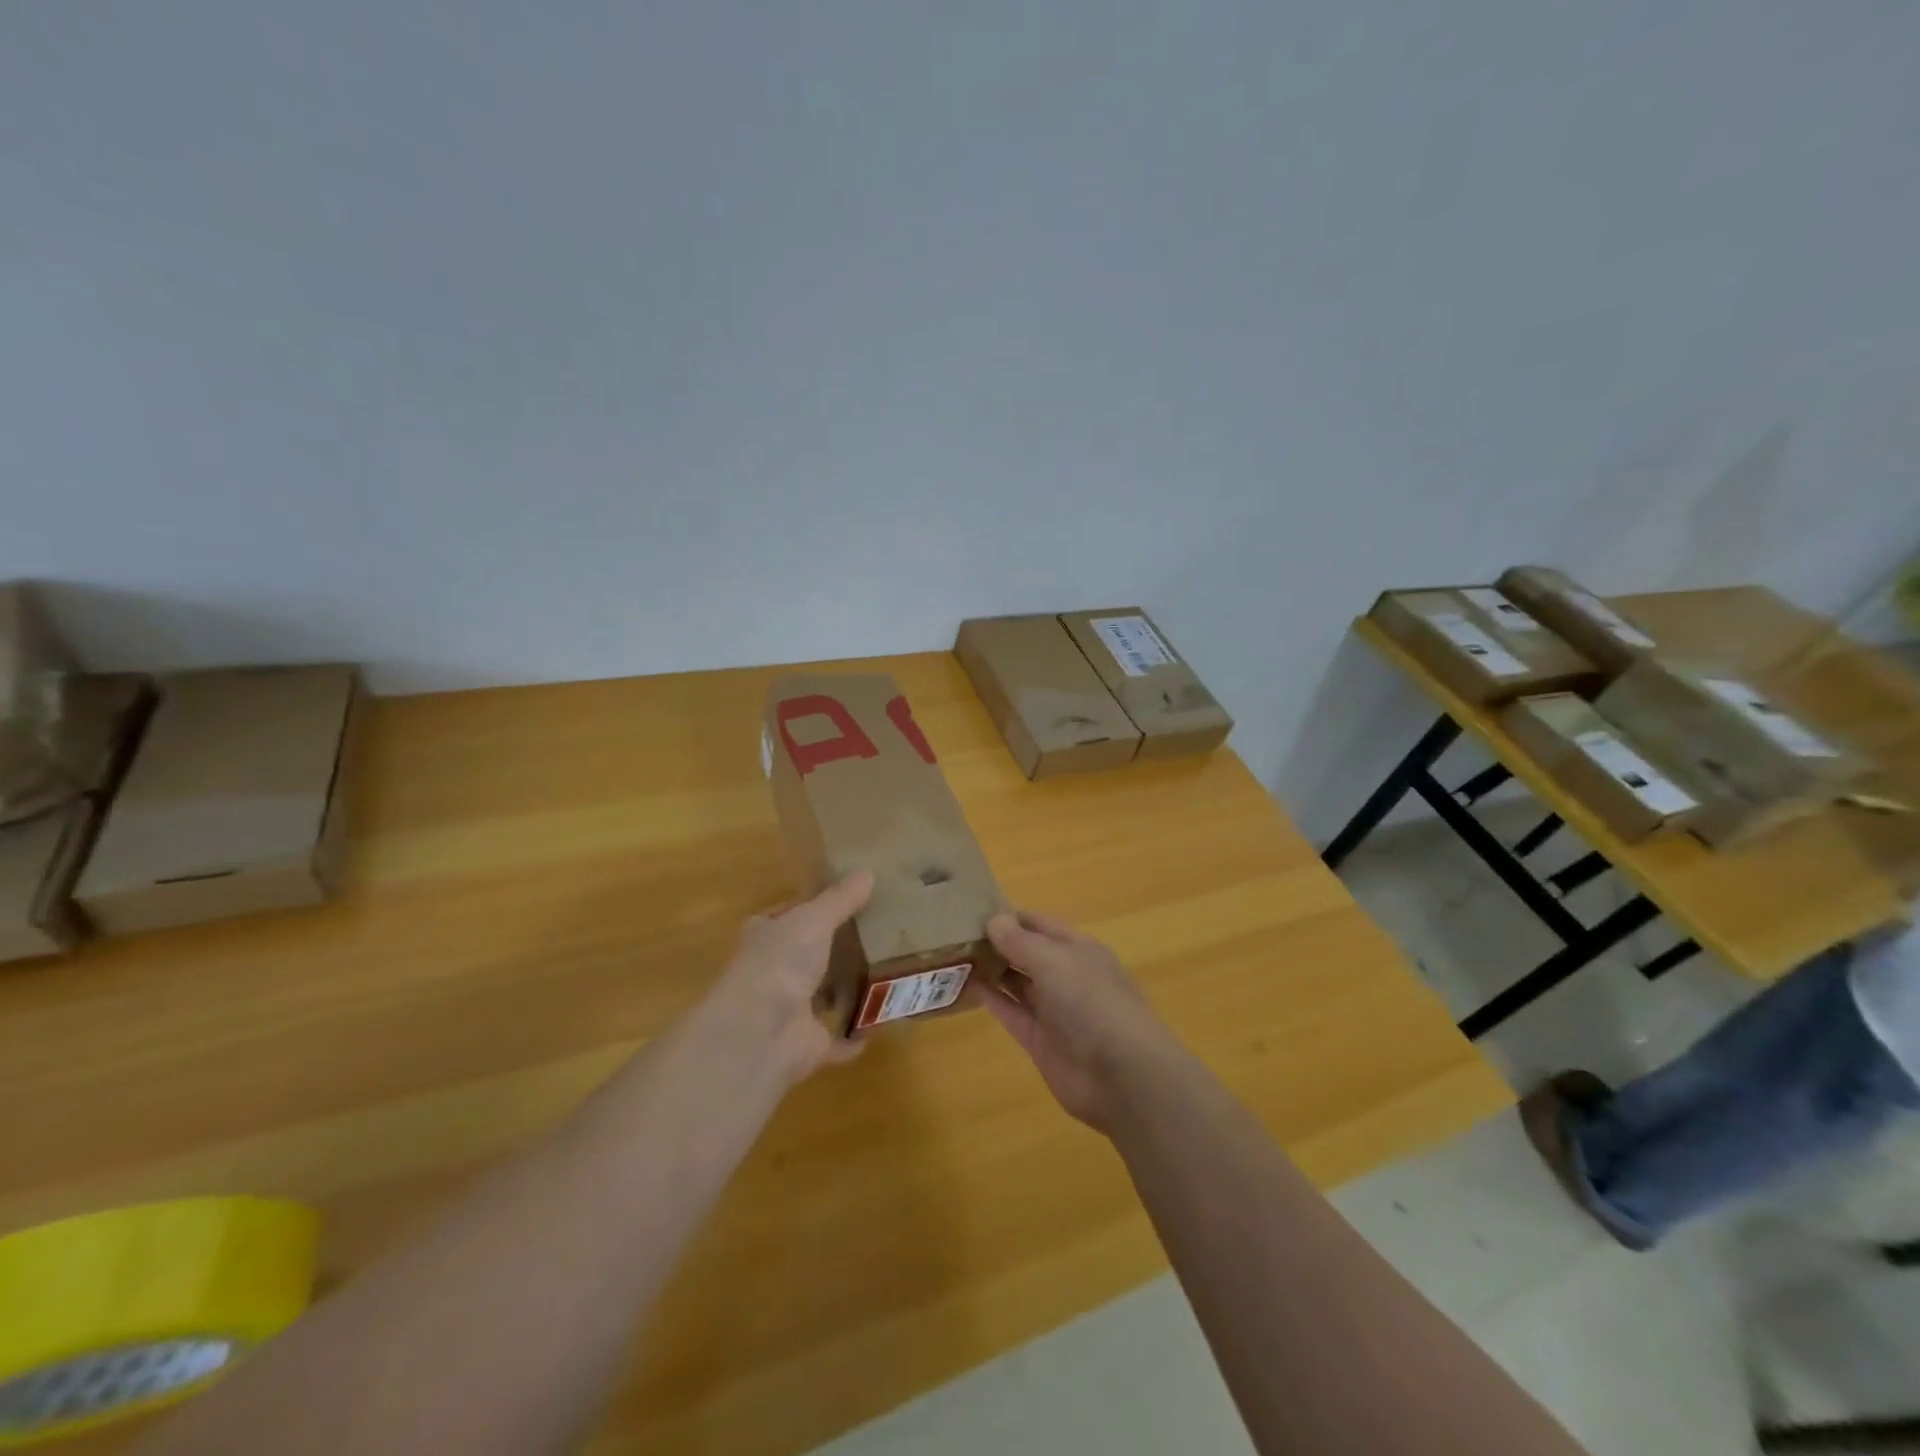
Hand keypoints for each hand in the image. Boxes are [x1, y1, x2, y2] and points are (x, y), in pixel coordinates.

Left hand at [707, 870, 873, 1084]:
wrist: (761, 1031)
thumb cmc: (780, 961)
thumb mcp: (814, 918)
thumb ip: (840, 899)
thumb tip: (867, 872)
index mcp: (766, 936)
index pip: (787, 916)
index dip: (812, 907)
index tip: (846, 900)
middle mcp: (773, 972)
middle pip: (807, 955)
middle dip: (834, 948)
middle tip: (876, 934)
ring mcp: (788, 1011)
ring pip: (820, 996)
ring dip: (844, 990)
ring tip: (884, 973)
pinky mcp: (806, 1044)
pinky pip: (836, 1039)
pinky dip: (853, 1036)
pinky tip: (878, 1024)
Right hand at [974, 910, 1181, 1133]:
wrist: (1122, 1075)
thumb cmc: (1092, 1002)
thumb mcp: (1055, 961)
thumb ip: (1021, 942)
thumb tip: (993, 919)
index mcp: (1078, 949)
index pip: (1039, 924)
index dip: (1010, 916)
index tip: (972, 909)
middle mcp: (1066, 975)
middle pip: (1027, 953)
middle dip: (997, 942)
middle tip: (953, 932)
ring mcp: (1053, 1010)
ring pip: (1018, 983)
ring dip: (992, 970)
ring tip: (954, 955)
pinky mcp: (1040, 1041)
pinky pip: (1012, 1013)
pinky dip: (993, 1000)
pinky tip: (968, 985)